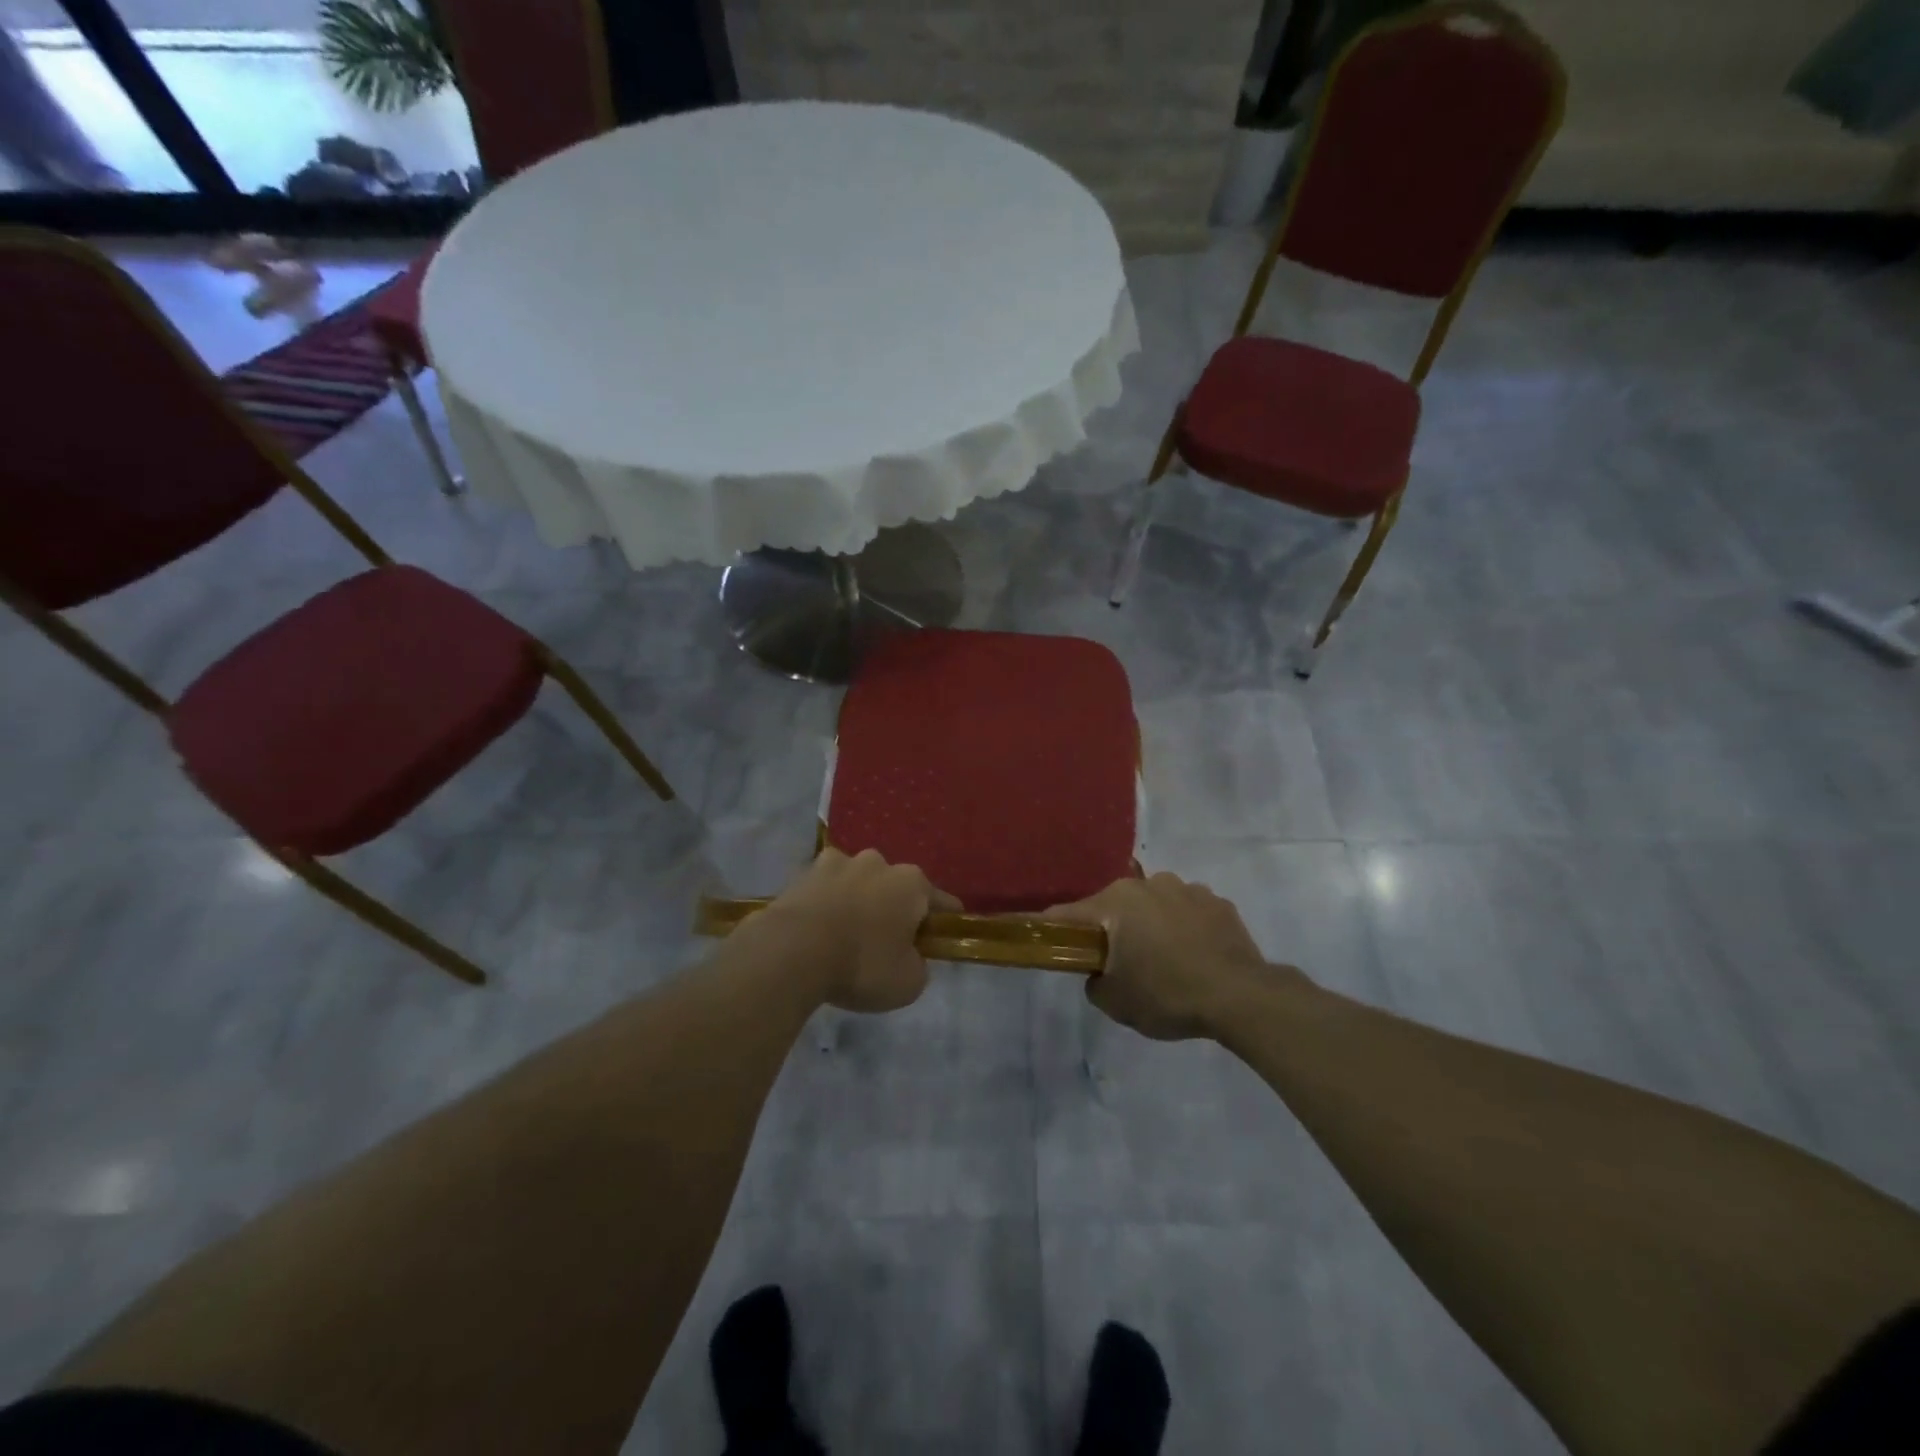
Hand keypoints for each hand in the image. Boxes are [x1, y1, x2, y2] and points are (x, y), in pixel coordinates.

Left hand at [761, 848, 958, 1012]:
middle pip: (895, 887)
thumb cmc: (862, 964)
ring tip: (846, 935)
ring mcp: (837, 863)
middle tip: (887, 943)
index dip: (944, 921)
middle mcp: (878, 862)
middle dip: (894, 908)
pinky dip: (825, 904)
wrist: (792, 951)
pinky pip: (824, 890)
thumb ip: (918, 965)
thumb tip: (909, 957)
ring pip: (857, 882)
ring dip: (857, 901)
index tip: (944, 936)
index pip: (941, 901)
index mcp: (912, 883)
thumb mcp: (908, 983)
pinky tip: (817, 929)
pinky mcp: (802, 874)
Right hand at [1047, 873, 1278, 1040]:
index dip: (1055, 930)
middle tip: (1120, 963)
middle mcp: (1148, 884)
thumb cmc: (1167, 995)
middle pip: (1116, 906)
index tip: (1052, 944)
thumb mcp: (1115, 1002)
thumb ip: (1094, 981)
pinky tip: (1195, 956)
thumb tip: (1099, 972)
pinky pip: (1188, 912)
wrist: (1240, 997)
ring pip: (1155, 905)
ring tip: (1166, 960)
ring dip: (1152, 925)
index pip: (1069, 914)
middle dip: (1113, 929)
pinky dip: (1185, 928)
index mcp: (1116, 902)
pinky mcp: (1219, 902)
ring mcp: (1187, 889)